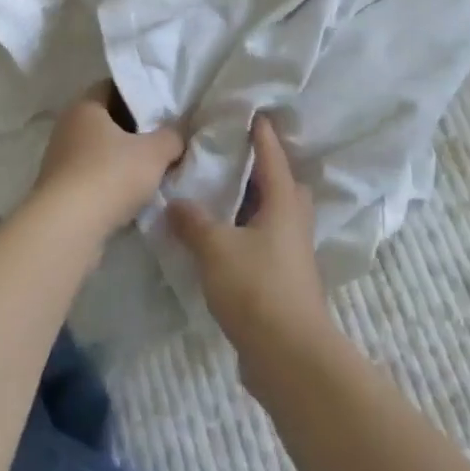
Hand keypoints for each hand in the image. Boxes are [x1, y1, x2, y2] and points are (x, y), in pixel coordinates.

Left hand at [29, 83, 185, 240]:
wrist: (68, 228)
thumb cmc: (110, 175)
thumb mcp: (154, 152)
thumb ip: (172, 136)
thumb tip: (179, 132)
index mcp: (85, 106)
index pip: (113, 87)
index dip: (139, 94)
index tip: (162, 107)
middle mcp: (67, 127)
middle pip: (107, 120)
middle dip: (134, 130)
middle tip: (163, 138)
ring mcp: (60, 160)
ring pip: (100, 151)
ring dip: (123, 159)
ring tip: (153, 170)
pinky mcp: (59, 191)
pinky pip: (92, 178)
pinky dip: (111, 183)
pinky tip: (133, 196)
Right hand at [167, 115, 335, 399]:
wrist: (289, 357)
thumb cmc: (257, 289)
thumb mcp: (215, 248)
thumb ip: (193, 222)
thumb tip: (175, 202)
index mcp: (283, 204)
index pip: (272, 157)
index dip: (262, 134)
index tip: (253, 113)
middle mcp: (294, 223)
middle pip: (283, 186)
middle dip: (264, 170)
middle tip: (234, 158)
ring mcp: (293, 255)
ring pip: (276, 217)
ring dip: (255, 204)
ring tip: (222, 197)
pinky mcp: (286, 282)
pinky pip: (267, 244)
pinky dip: (248, 234)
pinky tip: (224, 241)